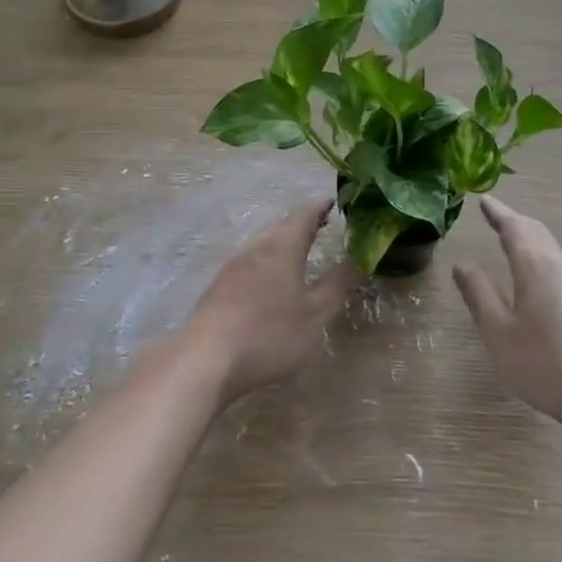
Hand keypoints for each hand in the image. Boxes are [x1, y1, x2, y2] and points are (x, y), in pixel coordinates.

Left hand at [184, 200, 352, 404]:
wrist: (205, 359)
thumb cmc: (268, 333)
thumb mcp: (314, 315)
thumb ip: (336, 285)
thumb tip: (356, 259)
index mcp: (281, 246)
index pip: (304, 214)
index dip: (321, 207)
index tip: (335, 202)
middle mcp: (256, 247)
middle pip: (281, 226)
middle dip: (303, 223)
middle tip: (322, 225)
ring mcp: (233, 266)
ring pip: (263, 242)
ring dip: (283, 241)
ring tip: (300, 250)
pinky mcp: (218, 286)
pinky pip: (250, 261)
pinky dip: (267, 259)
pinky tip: (269, 279)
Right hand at [453, 196, 561, 439]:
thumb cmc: (546, 365)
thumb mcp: (499, 334)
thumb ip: (479, 296)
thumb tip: (462, 264)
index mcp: (536, 268)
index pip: (515, 228)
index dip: (498, 214)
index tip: (484, 201)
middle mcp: (561, 269)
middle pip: (538, 233)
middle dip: (516, 222)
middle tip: (497, 217)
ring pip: (552, 250)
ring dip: (531, 240)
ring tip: (513, 242)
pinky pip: (561, 268)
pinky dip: (542, 258)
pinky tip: (538, 279)